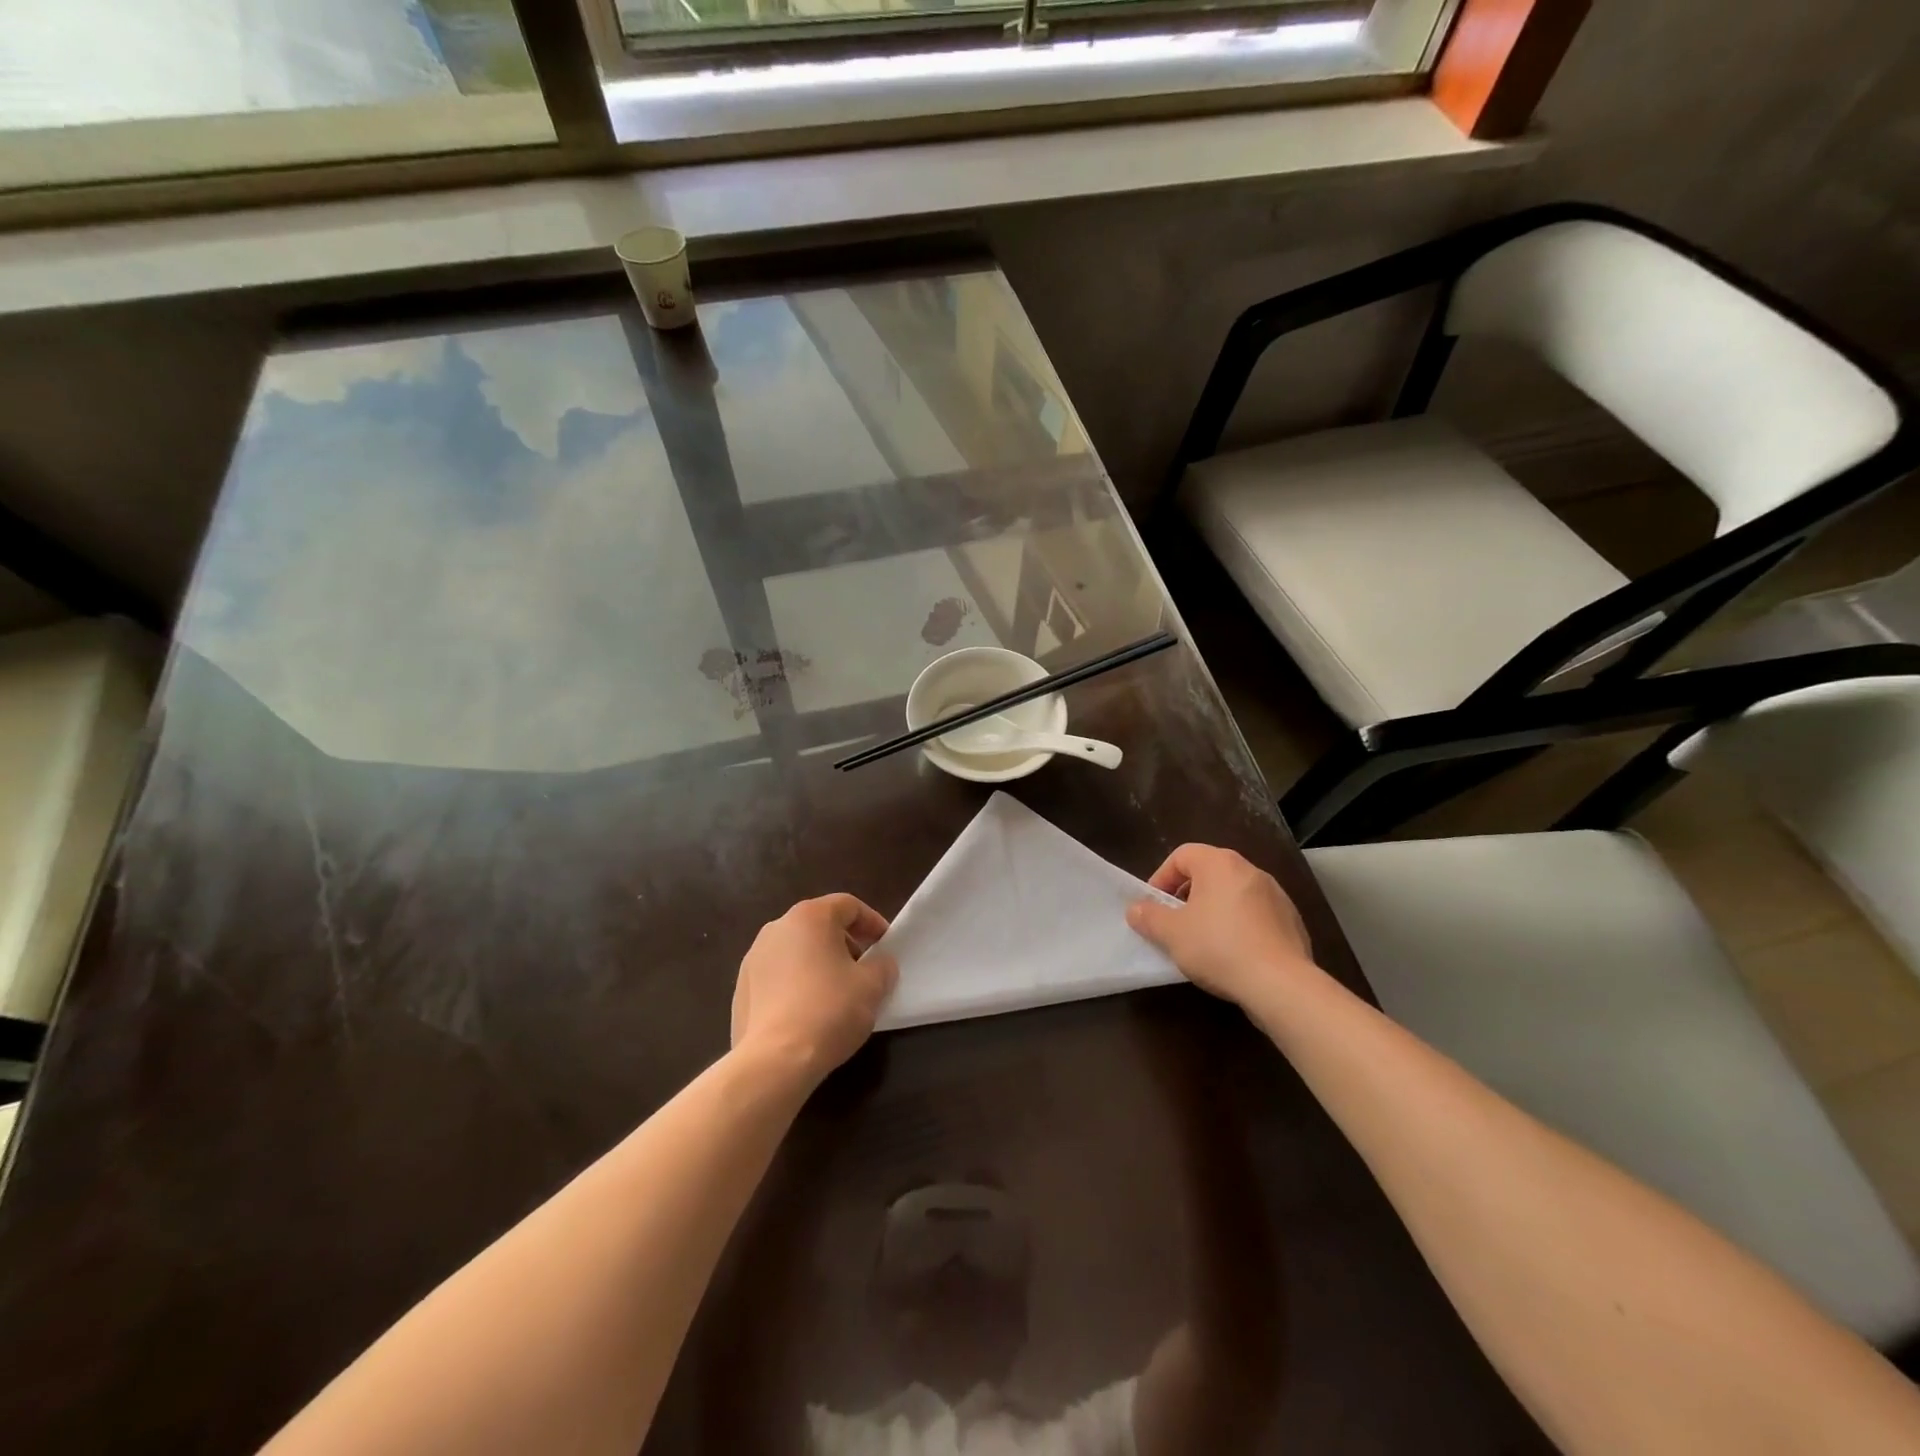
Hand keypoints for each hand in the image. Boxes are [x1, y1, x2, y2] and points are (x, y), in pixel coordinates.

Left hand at [732, 894, 897, 1089]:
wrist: (774, 1060)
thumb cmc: (829, 1010)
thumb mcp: (872, 986)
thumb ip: (882, 966)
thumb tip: (880, 964)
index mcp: (809, 917)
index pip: (848, 906)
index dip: (872, 922)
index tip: (886, 946)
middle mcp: (777, 928)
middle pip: (819, 925)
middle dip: (845, 943)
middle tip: (864, 969)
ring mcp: (753, 958)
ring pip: (796, 950)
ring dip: (819, 963)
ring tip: (836, 993)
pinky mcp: (740, 988)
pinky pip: (777, 976)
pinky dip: (796, 984)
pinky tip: (808, 1012)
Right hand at [1127, 845, 1315, 1011]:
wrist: (1281, 984)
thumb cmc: (1218, 947)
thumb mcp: (1171, 934)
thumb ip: (1149, 917)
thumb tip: (1136, 909)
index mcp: (1219, 864)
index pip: (1181, 855)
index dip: (1161, 878)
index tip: (1154, 906)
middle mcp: (1250, 870)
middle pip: (1208, 873)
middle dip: (1187, 895)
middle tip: (1175, 922)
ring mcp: (1276, 895)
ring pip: (1233, 894)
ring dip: (1214, 911)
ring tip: (1203, 941)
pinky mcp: (1291, 921)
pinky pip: (1255, 915)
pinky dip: (1239, 926)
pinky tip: (1234, 954)